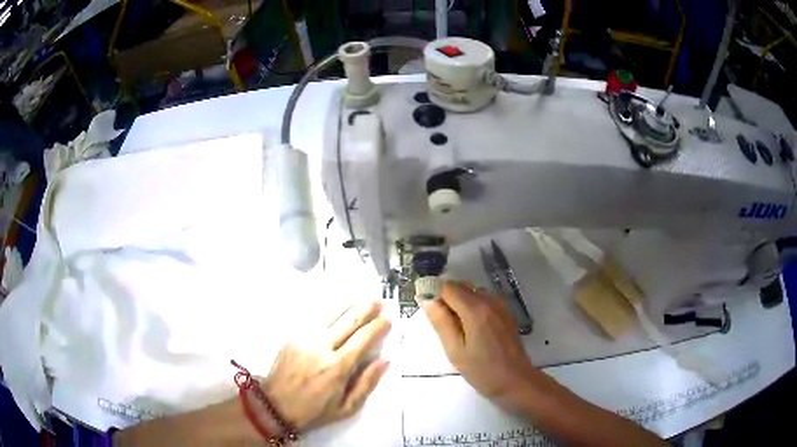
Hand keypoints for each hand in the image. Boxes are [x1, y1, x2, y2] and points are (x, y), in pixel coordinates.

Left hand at [263, 300, 390, 430]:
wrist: (275, 406)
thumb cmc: (314, 410)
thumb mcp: (347, 407)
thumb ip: (367, 383)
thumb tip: (385, 361)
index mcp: (338, 367)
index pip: (363, 338)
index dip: (378, 326)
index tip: (388, 320)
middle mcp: (322, 347)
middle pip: (349, 320)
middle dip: (366, 308)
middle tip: (379, 302)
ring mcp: (305, 338)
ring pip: (331, 313)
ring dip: (348, 302)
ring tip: (361, 295)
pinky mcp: (293, 336)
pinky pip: (313, 316)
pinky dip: (328, 307)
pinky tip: (335, 303)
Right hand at [418, 281, 536, 408]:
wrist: (516, 381)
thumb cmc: (482, 370)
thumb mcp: (455, 350)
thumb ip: (441, 322)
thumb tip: (426, 299)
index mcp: (475, 309)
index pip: (448, 286)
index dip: (432, 291)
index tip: (422, 304)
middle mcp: (490, 301)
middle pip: (461, 286)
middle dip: (444, 296)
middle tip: (436, 320)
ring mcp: (500, 306)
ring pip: (472, 292)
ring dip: (458, 301)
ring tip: (452, 327)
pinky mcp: (505, 314)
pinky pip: (484, 300)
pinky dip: (471, 306)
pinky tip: (469, 328)